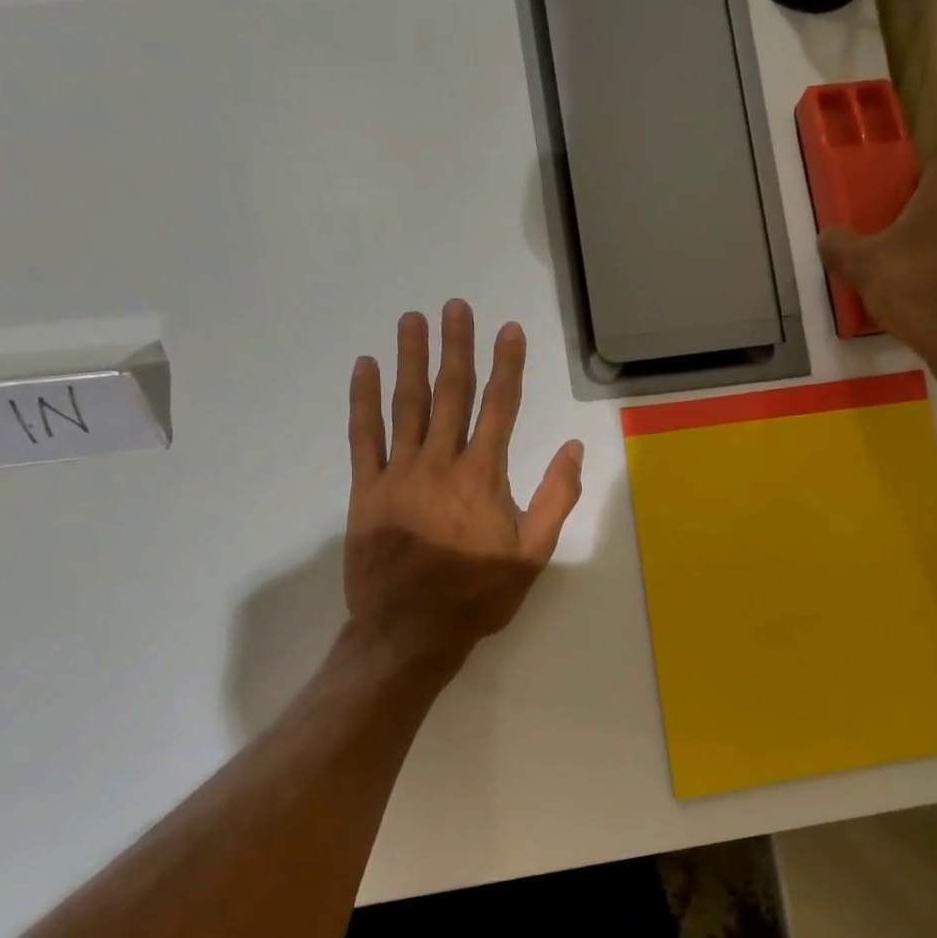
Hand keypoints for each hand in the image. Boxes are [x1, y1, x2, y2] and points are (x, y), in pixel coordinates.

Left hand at [344, 300, 583, 662]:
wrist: (411, 631)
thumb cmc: (477, 595)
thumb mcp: (531, 554)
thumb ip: (554, 499)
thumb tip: (573, 450)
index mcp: (483, 477)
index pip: (499, 408)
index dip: (506, 366)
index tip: (508, 328)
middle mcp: (441, 463)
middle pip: (451, 394)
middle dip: (456, 347)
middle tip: (455, 306)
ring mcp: (399, 473)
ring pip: (407, 405)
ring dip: (410, 360)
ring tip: (412, 321)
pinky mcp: (366, 490)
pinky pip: (363, 436)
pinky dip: (363, 400)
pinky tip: (364, 368)